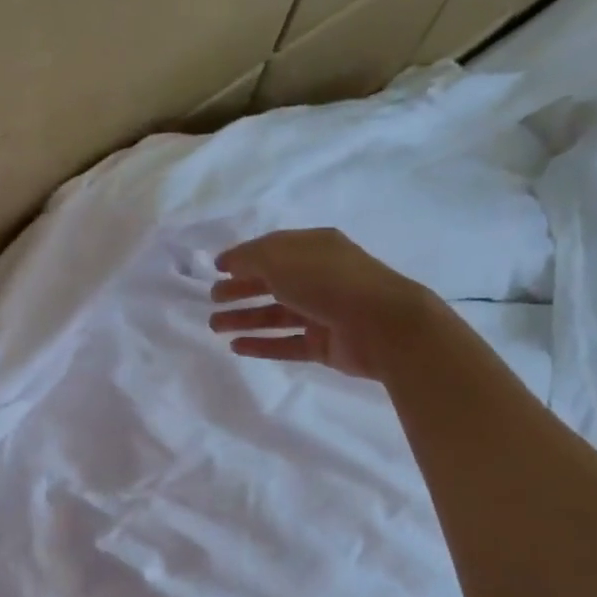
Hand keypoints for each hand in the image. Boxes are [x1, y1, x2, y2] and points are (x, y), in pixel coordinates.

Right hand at [208, 229, 435, 379]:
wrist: (383, 325)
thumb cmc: (329, 281)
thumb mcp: (281, 259)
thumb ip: (250, 259)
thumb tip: (229, 263)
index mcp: (315, 248)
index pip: (272, 249)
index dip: (243, 258)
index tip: (216, 269)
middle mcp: (319, 278)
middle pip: (272, 283)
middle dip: (240, 289)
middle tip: (213, 299)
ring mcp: (323, 313)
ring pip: (276, 315)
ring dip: (244, 318)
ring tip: (215, 326)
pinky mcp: (325, 345)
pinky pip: (287, 344)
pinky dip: (262, 345)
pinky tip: (236, 348)